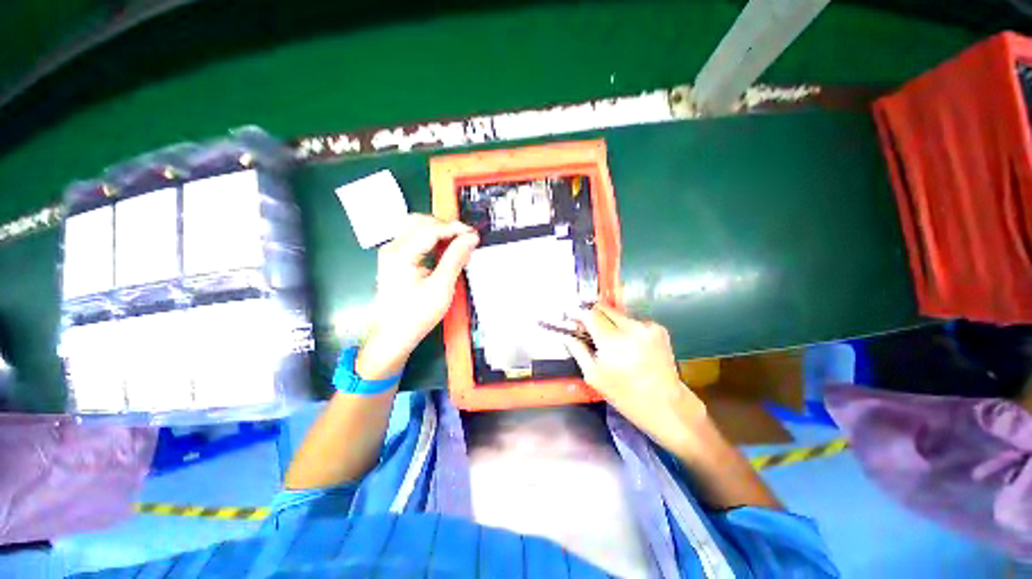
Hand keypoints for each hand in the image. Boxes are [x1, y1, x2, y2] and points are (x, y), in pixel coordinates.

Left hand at [355, 214, 478, 379]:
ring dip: (439, 232)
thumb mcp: (441, 287)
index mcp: (401, 253)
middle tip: (466, 238)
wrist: (393, 336)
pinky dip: (431, 240)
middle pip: (420, 221)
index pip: (431, 228)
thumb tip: (470, 238)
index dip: (455, 228)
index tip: (474, 235)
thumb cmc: (416, 315)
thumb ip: (455, 258)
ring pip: (416, 227)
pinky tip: (444, 251)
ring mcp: (391, 253)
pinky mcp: (395, 259)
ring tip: (458, 244)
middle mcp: (392, 247)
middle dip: (446, 226)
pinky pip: (414, 239)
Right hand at [563, 304, 706, 450]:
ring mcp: (648, 327)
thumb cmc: (625, 395)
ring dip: (609, 322)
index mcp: (613, 341)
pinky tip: (629, 346)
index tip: (571, 316)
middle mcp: (631, 328)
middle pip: (604, 308)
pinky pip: (634, 322)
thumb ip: (578, 350)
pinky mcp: (659, 329)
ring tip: (610, 342)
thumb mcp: (594, 376)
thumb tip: (567, 334)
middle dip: (592, 314)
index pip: (590, 313)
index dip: (578, 312)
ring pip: (618, 315)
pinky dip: (626, 329)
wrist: (667, 405)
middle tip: (586, 327)